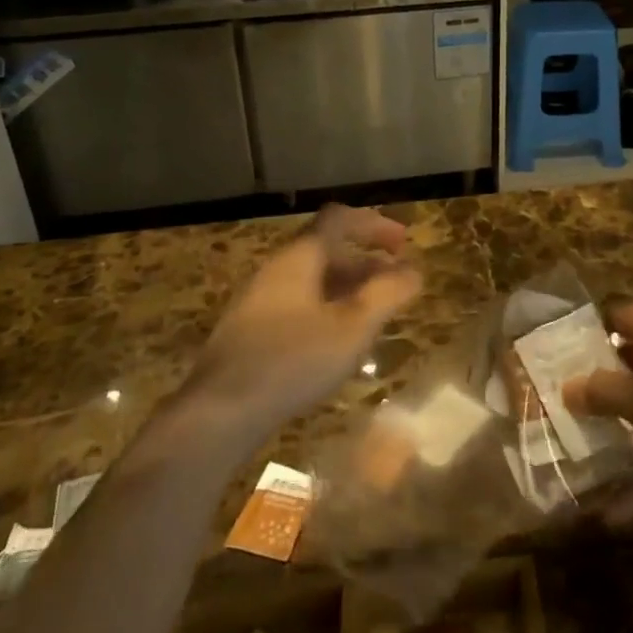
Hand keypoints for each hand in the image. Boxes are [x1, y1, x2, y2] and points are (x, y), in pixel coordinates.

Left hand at [190, 204, 423, 433]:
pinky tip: (338, 339)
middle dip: (365, 260)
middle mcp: (276, 268)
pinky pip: (297, 302)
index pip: (339, 219)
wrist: (219, 412)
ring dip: (347, 286)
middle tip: (395, 281)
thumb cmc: (293, 361)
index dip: (374, 224)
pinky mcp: (250, 329)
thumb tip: (413, 270)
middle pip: (326, 249)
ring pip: (312, 279)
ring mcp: (259, 299)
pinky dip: (327, 306)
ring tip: (374, 312)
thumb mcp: (353, 328)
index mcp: (299, 257)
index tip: (403, 242)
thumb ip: (387, 294)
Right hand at [564, 303, 632, 477]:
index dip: (587, 329)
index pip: (619, 316)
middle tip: (560, 404)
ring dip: (622, 430)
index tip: (554, 353)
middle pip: (632, 361)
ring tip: (583, 452)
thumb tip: (567, 385)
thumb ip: (608, 394)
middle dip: (599, 384)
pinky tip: (622, 514)